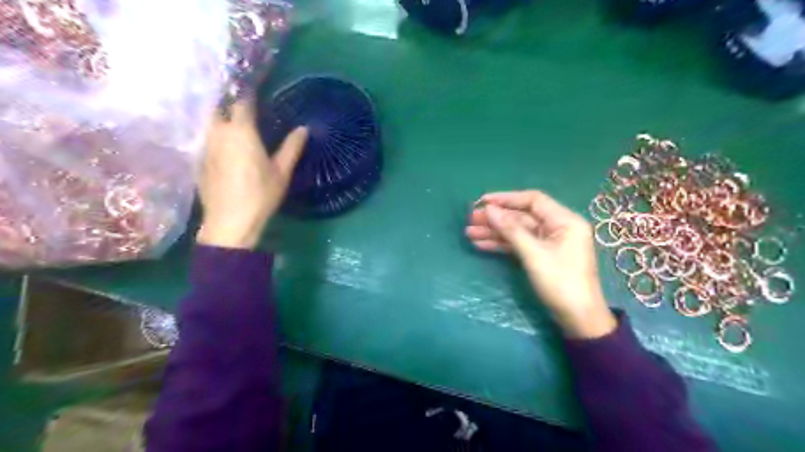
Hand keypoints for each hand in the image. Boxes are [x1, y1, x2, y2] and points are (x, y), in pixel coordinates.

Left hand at [196, 101, 309, 249]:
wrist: (230, 223)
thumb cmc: (260, 196)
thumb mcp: (281, 172)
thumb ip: (292, 147)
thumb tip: (304, 129)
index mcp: (241, 132)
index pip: (242, 100)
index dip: (248, 89)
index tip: (256, 81)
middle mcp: (218, 133)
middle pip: (219, 106)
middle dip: (230, 100)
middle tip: (245, 102)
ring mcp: (205, 146)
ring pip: (210, 121)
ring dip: (221, 116)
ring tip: (235, 119)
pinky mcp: (199, 160)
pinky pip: (206, 137)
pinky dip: (215, 133)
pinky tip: (225, 143)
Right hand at [466, 191, 616, 337]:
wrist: (577, 319)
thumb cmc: (560, 283)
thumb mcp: (534, 254)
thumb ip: (511, 229)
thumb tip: (488, 209)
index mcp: (564, 220)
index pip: (532, 200)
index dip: (506, 198)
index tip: (482, 201)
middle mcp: (557, 227)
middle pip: (522, 216)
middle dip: (496, 218)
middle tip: (471, 219)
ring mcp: (548, 242)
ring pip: (517, 231)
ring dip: (494, 232)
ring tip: (469, 233)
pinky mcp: (541, 255)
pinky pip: (519, 244)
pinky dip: (501, 244)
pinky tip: (481, 245)